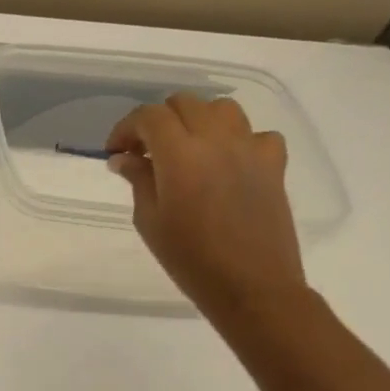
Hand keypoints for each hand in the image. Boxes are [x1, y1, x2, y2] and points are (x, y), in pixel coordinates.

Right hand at [105, 94, 307, 323]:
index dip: (126, 128)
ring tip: (186, 150)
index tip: (115, 152)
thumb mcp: (149, 221)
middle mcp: (216, 140)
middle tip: (145, 152)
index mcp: (180, 154)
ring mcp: (250, 148)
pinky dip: (237, 140)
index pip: (148, 116)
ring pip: (221, 109)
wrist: (251, 286)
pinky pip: (256, 134)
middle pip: (183, 104)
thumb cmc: (190, 259)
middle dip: (158, 121)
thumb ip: (138, 180)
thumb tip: (124, 158)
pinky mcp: (274, 163)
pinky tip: (227, 163)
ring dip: (197, 121)